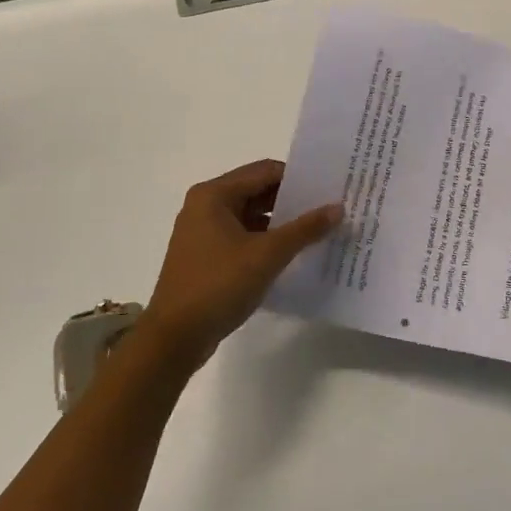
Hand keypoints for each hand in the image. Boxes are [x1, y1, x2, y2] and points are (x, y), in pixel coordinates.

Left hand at [142, 160, 342, 369]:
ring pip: (251, 216)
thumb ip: (304, 229)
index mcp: (214, 195)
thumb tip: (337, 208)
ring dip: (281, 224)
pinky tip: (294, 255)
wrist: (173, 338)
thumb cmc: (218, 285)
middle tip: (330, 210)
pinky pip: (243, 238)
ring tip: (319, 232)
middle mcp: (206, 206)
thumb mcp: (267, 255)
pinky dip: (267, 242)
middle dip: (293, 201)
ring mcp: (204, 232)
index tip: (330, 189)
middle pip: (258, 191)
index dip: (299, 178)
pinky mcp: (207, 257)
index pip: (265, 171)